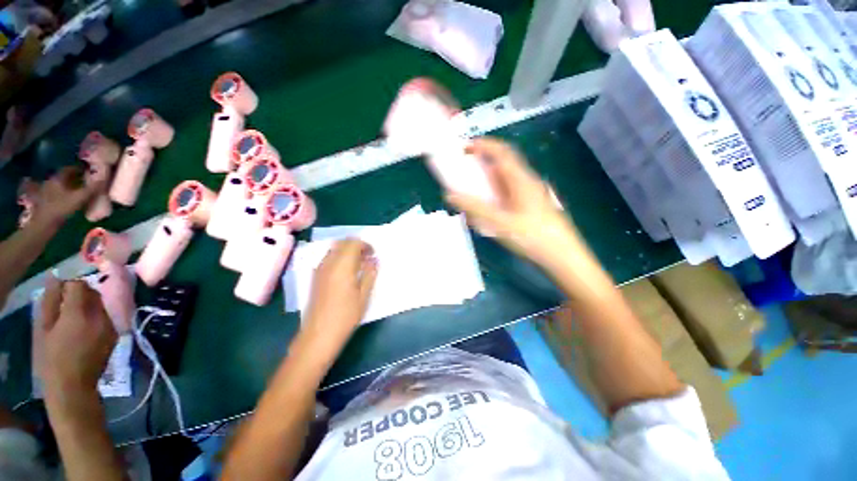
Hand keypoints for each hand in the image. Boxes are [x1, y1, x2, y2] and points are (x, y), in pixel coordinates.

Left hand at [29, 166, 99, 225]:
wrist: (37, 232)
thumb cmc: (54, 213)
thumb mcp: (73, 202)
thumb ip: (88, 191)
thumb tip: (105, 177)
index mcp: (61, 175)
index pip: (75, 168)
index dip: (84, 170)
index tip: (93, 176)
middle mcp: (55, 180)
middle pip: (68, 178)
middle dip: (77, 181)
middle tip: (87, 189)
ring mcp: (49, 193)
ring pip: (63, 189)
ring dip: (71, 192)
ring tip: (79, 200)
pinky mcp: (46, 206)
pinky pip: (59, 199)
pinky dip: (65, 201)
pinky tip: (68, 210)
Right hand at [36, 276, 115, 401]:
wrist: (74, 396)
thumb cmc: (54, 361)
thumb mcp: (45, 325)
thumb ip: (51, 297)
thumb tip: (55, 277)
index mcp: (79, 311)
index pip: (77, 283)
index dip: (66, 289)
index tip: (58, 302)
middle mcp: (98, 317)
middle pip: (91, 291)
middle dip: (79, 295)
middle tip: (66, 310)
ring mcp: (108, 331)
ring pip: (99, 304)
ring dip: (88, 306)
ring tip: (75, 322)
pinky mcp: (112, 343)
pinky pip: (105, 319)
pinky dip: (96, 318)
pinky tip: (85, 332)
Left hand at [301, 239, 377, 347]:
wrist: (320, 332)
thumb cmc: (346, 316)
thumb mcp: (363, 297)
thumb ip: (369, 275)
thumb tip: (374, 261)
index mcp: (342, 265)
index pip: (353, 243)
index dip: (365, 245)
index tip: (374, 254)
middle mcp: (328, 262)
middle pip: (342, 243)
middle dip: (355, 246)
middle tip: (367, 258)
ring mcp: (319, 268)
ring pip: (333, 250)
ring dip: (346, 251)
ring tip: (357, 266)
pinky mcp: (315, 276)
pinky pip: (327, 258)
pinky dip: (337, 258)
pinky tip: (345, 274)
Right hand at [446, 137, 582, 273]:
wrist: (565, 257)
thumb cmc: (535, 238)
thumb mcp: (501, 224)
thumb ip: (475, 208)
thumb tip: (450, 194)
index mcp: (521, 179)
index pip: (501, 150)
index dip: (482, 144)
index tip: (463, 148)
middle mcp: (528, 181)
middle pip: (504, 163)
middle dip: (483, 163)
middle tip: (464, 171)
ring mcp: (534, 193)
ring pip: (509, 179)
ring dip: (490, 180)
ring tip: (473, 192)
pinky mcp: (536, 206)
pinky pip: (513, 192)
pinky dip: (498, 194)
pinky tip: (492, 212)